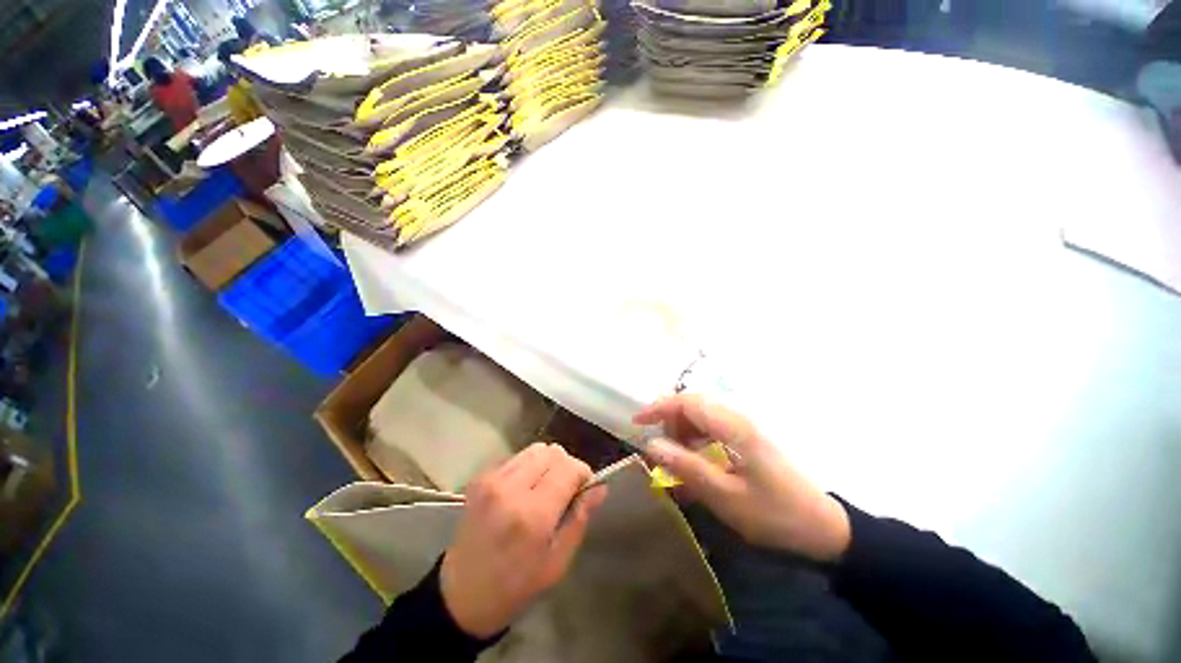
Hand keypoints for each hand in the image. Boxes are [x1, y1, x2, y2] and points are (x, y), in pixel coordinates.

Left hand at [441, 443, 607, 637]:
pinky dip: (528, 467)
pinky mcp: (480, 478)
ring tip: (543, 488)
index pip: (569, 468)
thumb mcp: (557, 562)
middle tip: (564, 491)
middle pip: (553, 452)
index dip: (583, 473)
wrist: (461, 595)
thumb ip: (580, 518)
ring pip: (536, 449)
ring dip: (547, 464)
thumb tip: (600, 486)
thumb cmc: (516, 586)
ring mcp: (491, 480)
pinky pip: (517, 457)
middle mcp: (510, 489)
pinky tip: (524, 489)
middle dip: (566, 466)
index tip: (584, 489)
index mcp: (532, 515)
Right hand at [634, 395, 849, 562]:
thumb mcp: (725, 496)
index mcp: (733, 427)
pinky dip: (696, 443)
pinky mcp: (747, 439)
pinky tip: (695, 465)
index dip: (659, 408)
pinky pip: (712, 431)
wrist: (823, 527)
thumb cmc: (774, 513)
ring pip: (701, 417)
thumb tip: (651, 445)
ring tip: (677, 461)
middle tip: (661, 451)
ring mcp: (743, 428)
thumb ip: (686, 467)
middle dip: (670, 423)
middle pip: (693, 406)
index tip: (637, 423)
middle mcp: (737, 419)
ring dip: (683, 433)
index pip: (688, 402)